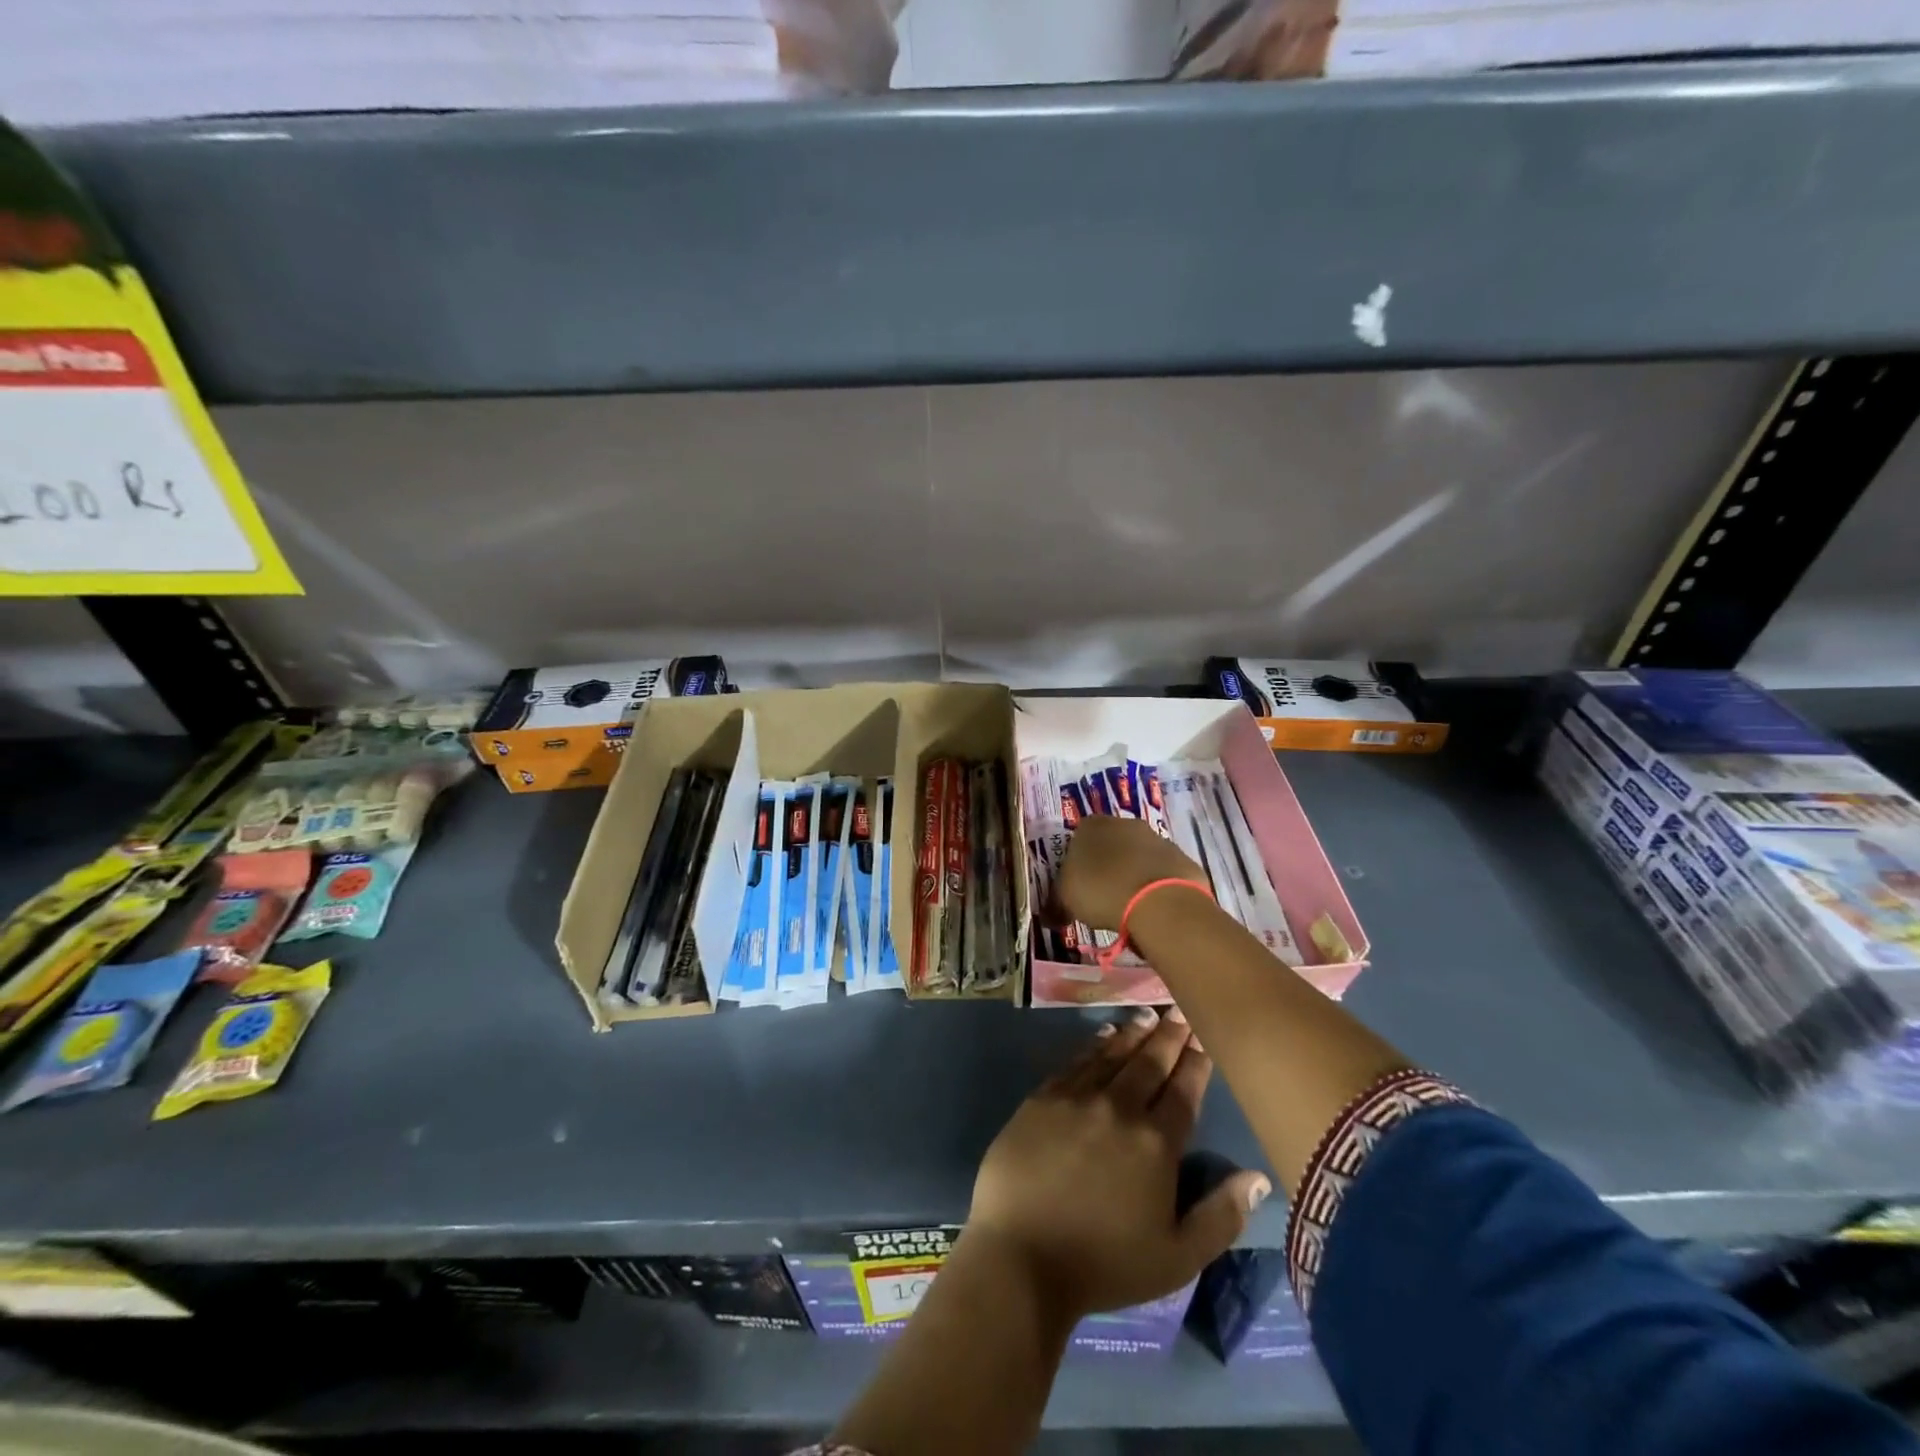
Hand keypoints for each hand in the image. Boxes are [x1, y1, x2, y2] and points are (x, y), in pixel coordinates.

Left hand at [965, 1011, 1271, 1320]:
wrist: (1021, 1255)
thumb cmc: (1105, 1265)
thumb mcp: (1178, 1258)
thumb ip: (1221, 1215)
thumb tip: (1257, 1176)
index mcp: (1156, 1143)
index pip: (1184, 1091)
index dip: (1196, 1062)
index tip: (1204, 1034)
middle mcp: (1119, 1108)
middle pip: (1150, 1063)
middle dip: (1168, 1036)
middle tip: (1179, 1010)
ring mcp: (1077, 1098)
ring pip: (1113, 1055)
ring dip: (1133, 1033)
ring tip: (1148, 1014)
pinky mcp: (1042, 1098)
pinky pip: (1076, 1062)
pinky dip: (1094, 1044)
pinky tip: (1104, 1035)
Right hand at [1054, 813, 1205, 931]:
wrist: (1160, 902)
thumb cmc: (1102, 892)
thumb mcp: (1066, 900)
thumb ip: (1058, 899)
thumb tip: (1052, 912)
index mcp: (1090, 826)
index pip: (1077, 838)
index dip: (1077, 863)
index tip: (1078, 886)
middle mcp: (1124, 823)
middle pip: (1110, 844)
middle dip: (1107, 865)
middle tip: (1102, 895)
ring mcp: (1156, 838)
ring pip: (1138, 855)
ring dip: (1133, 873)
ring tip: (1129, 905)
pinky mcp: (1180, 857)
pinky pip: (1161, 871)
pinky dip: (1156, 884)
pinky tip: (1153, 907)